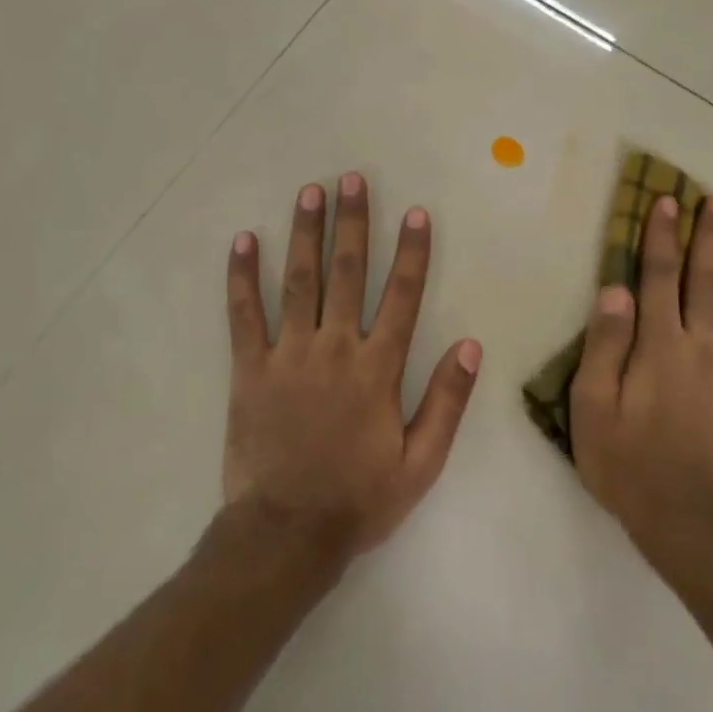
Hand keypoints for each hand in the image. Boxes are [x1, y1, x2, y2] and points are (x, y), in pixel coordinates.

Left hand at [222, 173, 481, 556]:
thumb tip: (470, 346)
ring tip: (310, 192)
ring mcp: (288, 355)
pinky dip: (243, 277)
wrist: (288, 532)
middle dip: (352, 223)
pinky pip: (244, 315)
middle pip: (346, 274)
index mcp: (378, 369)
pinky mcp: (250, 370)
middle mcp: (335, 349)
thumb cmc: (359, 499)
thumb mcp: (421, 462)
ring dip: (305, 234)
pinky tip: (244, 241)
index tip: (415, 213)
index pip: (401, 297)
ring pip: (299, 282)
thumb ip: (447, 401)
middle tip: (351, 179)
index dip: (411, 252)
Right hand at [570, 193, 712, 545]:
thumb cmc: (625, 462)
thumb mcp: (592, 404)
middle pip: (708, 285)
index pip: (658, 279)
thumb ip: (605, 345)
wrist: (682, 521)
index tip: (668, 201)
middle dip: (712, 240)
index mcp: (660, 347)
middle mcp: (704, 350)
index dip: (661, 238)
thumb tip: (616, 290)